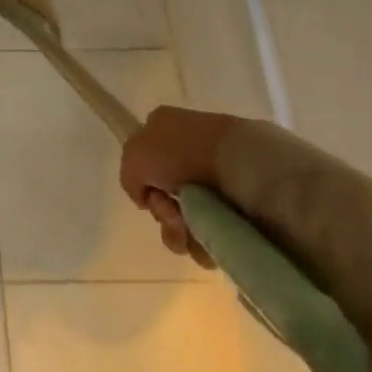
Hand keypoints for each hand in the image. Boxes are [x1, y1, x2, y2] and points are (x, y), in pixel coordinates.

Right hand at [118, 105, 238, 269]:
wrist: (241, 165)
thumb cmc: (183, 152)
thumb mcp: (135, 155)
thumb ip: (129, 177)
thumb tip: (145, 198)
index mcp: (166, 128)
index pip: (145, 162)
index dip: (144, 184)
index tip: (151, 195)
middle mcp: (190, 151)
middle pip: (165, 196)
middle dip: (164, 214)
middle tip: (173, 216)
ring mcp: (217, 178)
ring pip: (188, 219)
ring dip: (182, 233)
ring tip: (194, 232)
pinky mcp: (241, 206)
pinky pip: (214, 234)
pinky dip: (207, 243)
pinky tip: (211, 239)